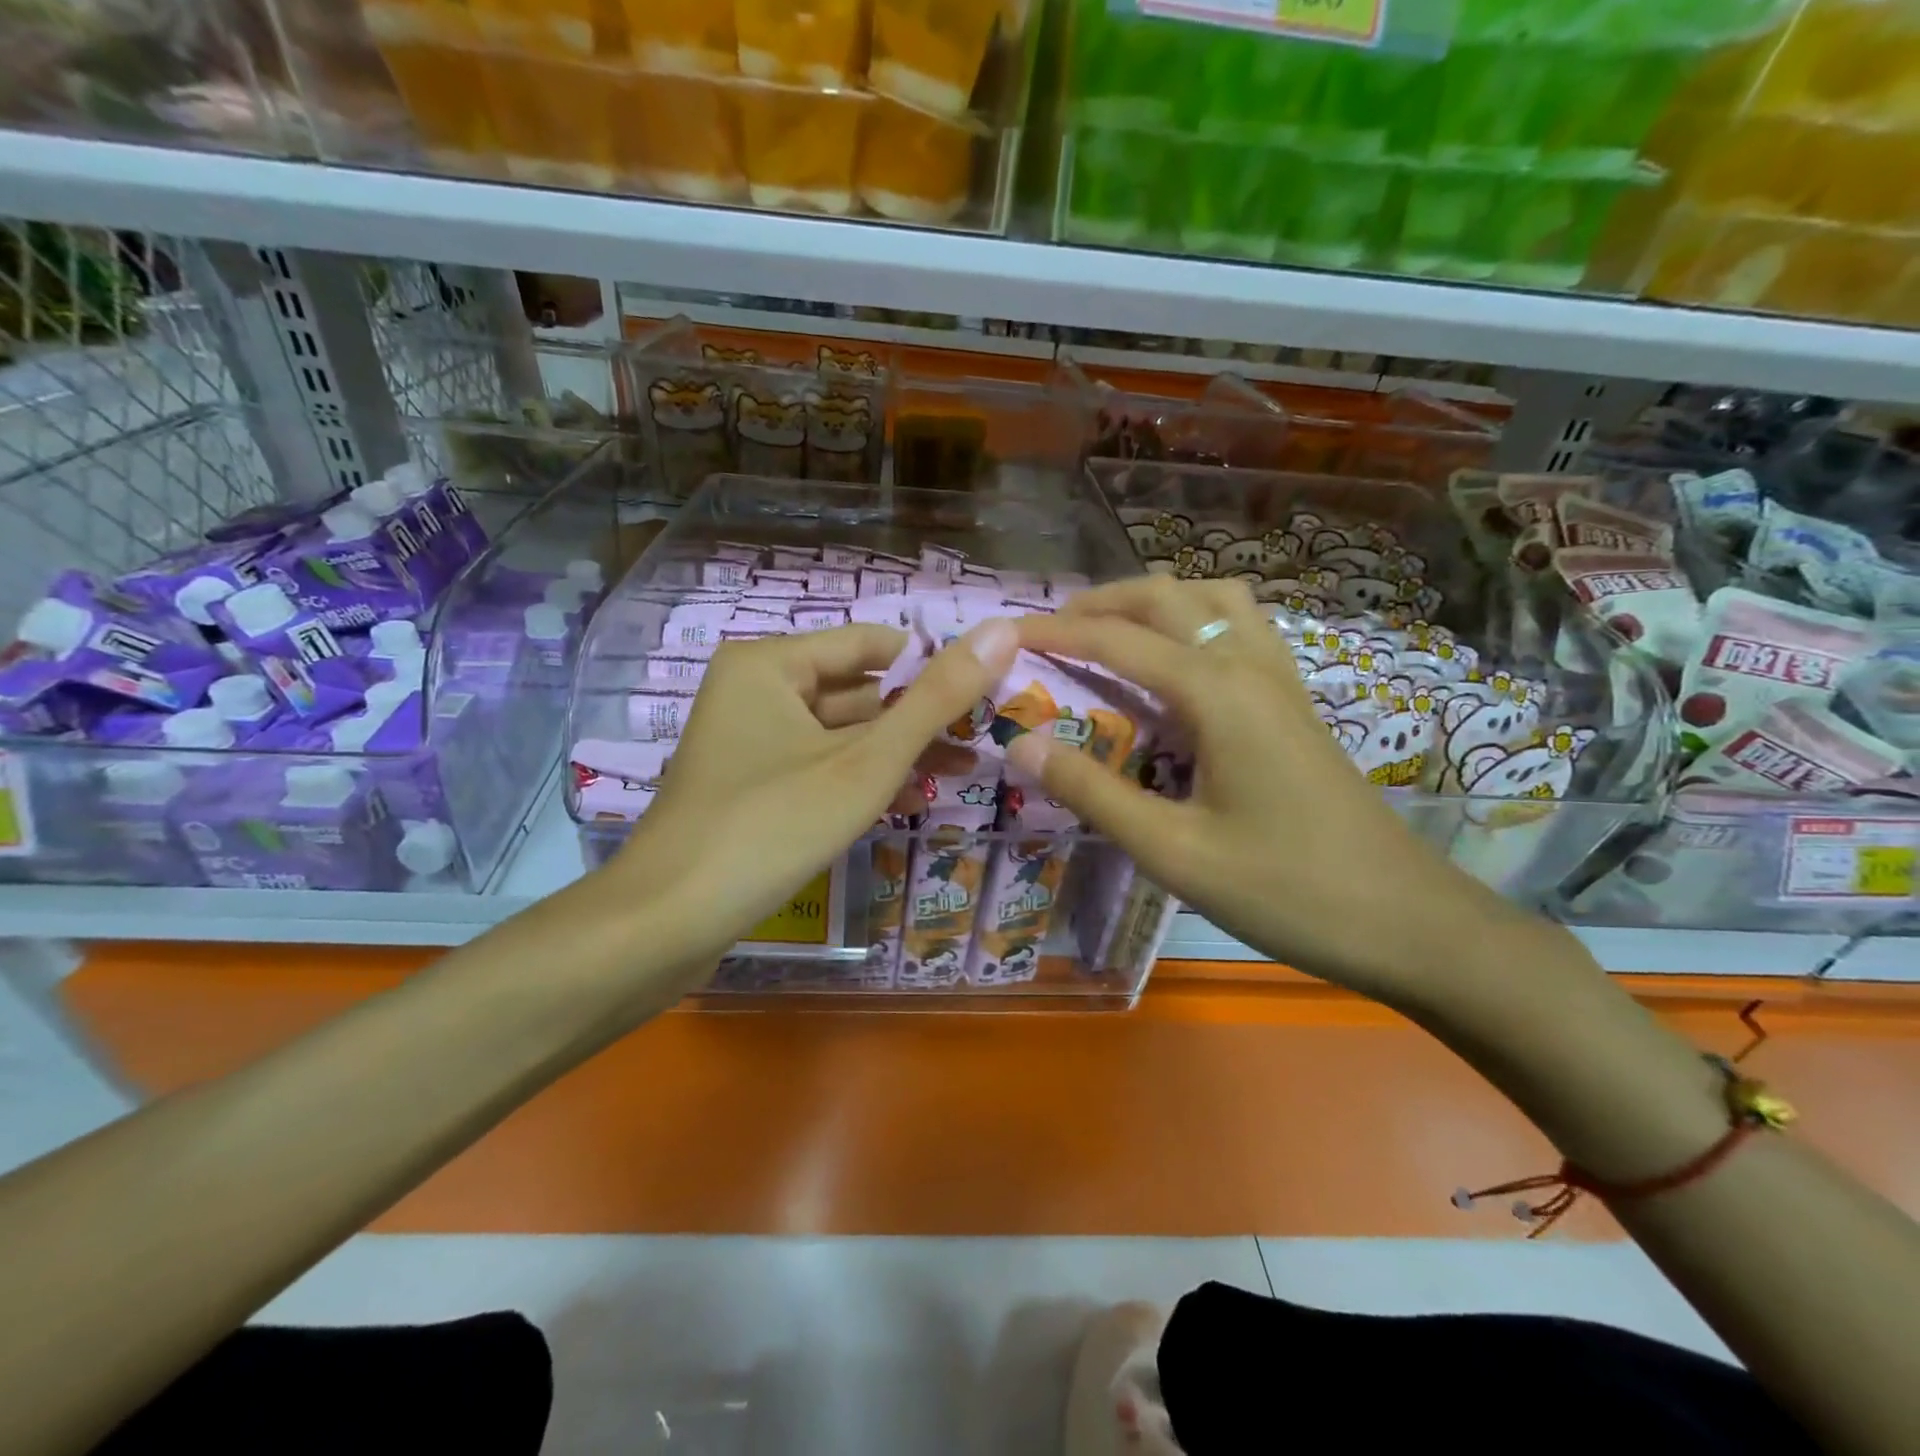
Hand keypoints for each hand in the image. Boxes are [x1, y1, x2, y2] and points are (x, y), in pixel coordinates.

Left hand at [603, 618, 1020, 973]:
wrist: (667, 923)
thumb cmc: (772, 826)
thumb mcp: (866, 762)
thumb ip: (937, 699)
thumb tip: (1002, 630)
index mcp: (771, 663)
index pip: (871, 644)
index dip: (932, 665)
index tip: (990, 692)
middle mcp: (756, 690)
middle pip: (856, 689)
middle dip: (919, 717)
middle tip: (985, 737)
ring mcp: (750, 741)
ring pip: (841, 733)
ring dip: (898, 751)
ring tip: (965, 769)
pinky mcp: (751, 785)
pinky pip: (819, 766)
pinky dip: (861, 778)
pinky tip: (911, 797)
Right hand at [1007, 577, 1562, 1003]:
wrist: (1407, 921)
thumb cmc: (1285, 890)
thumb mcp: (1173, 852)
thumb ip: (1092, 792)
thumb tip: (1020, 743)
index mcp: (1216, 693)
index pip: (1117, 641)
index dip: (1054, 632)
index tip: (1002, 632)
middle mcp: (1249, 666)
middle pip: (1168, 597)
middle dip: (1102, 602)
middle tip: (1050, 630)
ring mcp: (1281, 680)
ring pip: (1214, 600)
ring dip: (1155, 601)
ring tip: (1111, 633)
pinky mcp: (1295, 704)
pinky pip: (1240, 629)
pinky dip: (1195, 621)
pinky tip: (1177, 665)